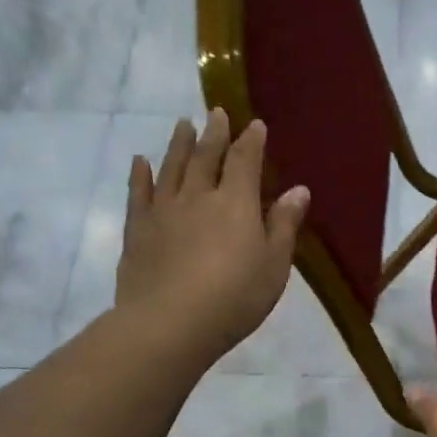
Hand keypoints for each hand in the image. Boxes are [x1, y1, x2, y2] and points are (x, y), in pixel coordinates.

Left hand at [113, 109, 309, 367]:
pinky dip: (140, 175)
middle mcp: (198, 196)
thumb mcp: (274, 265)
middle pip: (206, 156)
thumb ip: (284, 225)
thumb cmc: (235, 297)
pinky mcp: (138, 229)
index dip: (252, 141)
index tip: (255, 124)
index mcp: (236, 202)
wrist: (170, 323)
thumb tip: (298, 190)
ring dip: (179, 144)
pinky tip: (140, 162)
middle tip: (217, 113)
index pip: (245, 161)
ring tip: (182, 125)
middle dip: (214, 133)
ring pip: (172, 167)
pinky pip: (139, 193)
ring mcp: (164, 210)